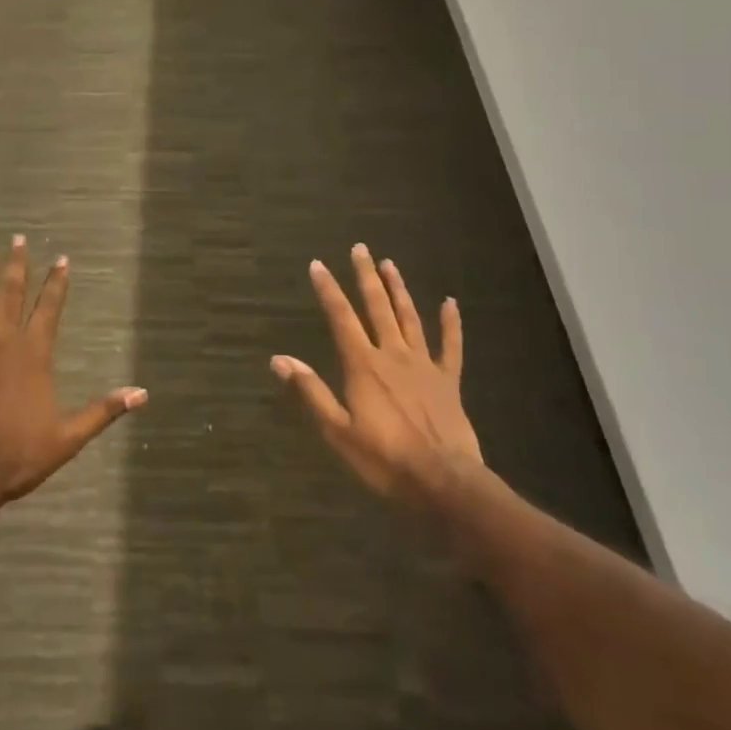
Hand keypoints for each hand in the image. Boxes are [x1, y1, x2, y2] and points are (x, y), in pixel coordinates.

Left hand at [0, 236, 145, 507]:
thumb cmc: (18, 455)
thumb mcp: (68, 436)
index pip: (50, 307)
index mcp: (33, 353)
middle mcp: (1, 340)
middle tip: (17, 239)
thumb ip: (103, 410)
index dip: (57, 282)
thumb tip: (141, 394)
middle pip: (11, 294)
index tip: (62, 259)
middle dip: (17, 265)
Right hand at [272, 244, 484, 504]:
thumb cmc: (385, 460)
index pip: (341, 317)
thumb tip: (279, 359)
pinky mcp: (448, 380)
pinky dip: (451, 323)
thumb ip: (311, 391)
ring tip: (390, 264)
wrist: (444, 482)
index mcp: (363, 365)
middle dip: (366, 276)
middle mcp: (392, 354)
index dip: (328, 289)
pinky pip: (451, 346)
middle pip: (377, 307)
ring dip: (399, 289)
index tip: (318, 264)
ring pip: (409, 317)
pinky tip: (450, 302)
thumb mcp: (338, 431)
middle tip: (360, 248)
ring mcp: (424, 365)